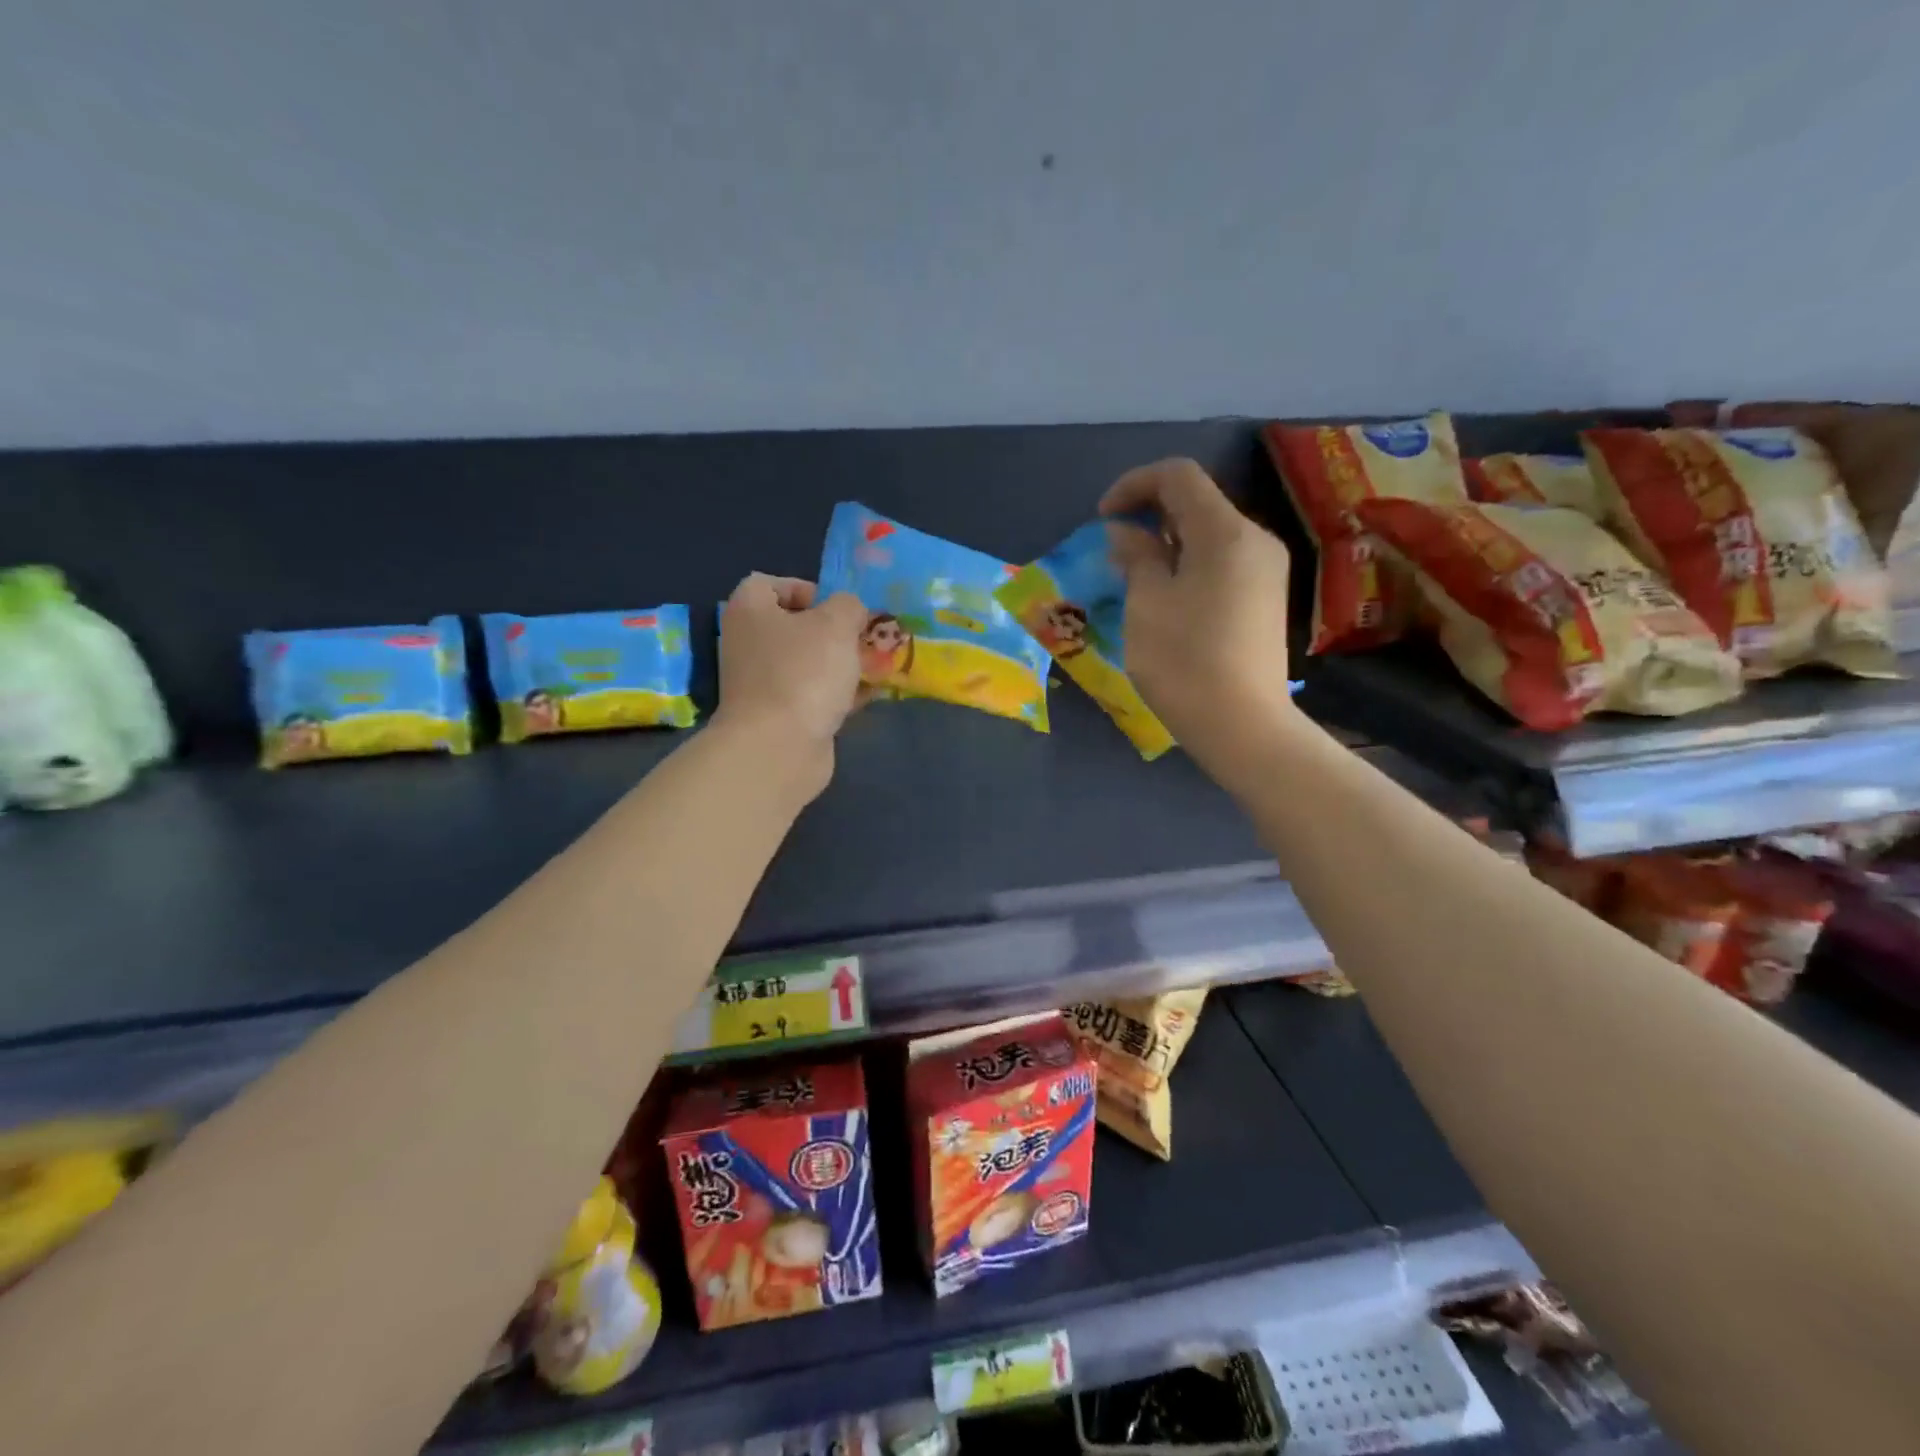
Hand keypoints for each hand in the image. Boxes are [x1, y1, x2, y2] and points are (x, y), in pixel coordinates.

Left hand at [714, 574, 867, 782]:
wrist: (778, 748)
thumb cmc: (803, 673)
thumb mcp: (837, 624)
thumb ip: (849, 606)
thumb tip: (850, 612)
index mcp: (750, 611)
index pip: (769, 584)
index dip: (806, 589)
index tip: (837, 607)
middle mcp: (749, 644)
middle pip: (794, 627)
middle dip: (833, 631)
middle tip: (863, 637)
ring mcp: (762, 684)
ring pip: (807, 663)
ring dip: (840, 664)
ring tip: (875, 665)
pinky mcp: (779, 717)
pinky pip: (813, 696)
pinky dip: (838, 695)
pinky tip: (869, 696)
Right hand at [1100, 458, 1294, 757]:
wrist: (1244, 726)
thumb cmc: (1185, 662)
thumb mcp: (1146, 604)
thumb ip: (1136, 557)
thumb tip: (1126, 533)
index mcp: (1225, 532)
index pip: (1178, 475)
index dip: (1133, 484)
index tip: (1103, 519)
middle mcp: (1255, 539)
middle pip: (1198, 501)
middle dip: (1150, 513)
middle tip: (1115, 549)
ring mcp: (1267, 569)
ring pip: (1210, 532)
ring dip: (1168, 541)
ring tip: (1135, 575)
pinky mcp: (1266, 597)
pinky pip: (1223, 560)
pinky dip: (1189, 562)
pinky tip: (1168, 596)